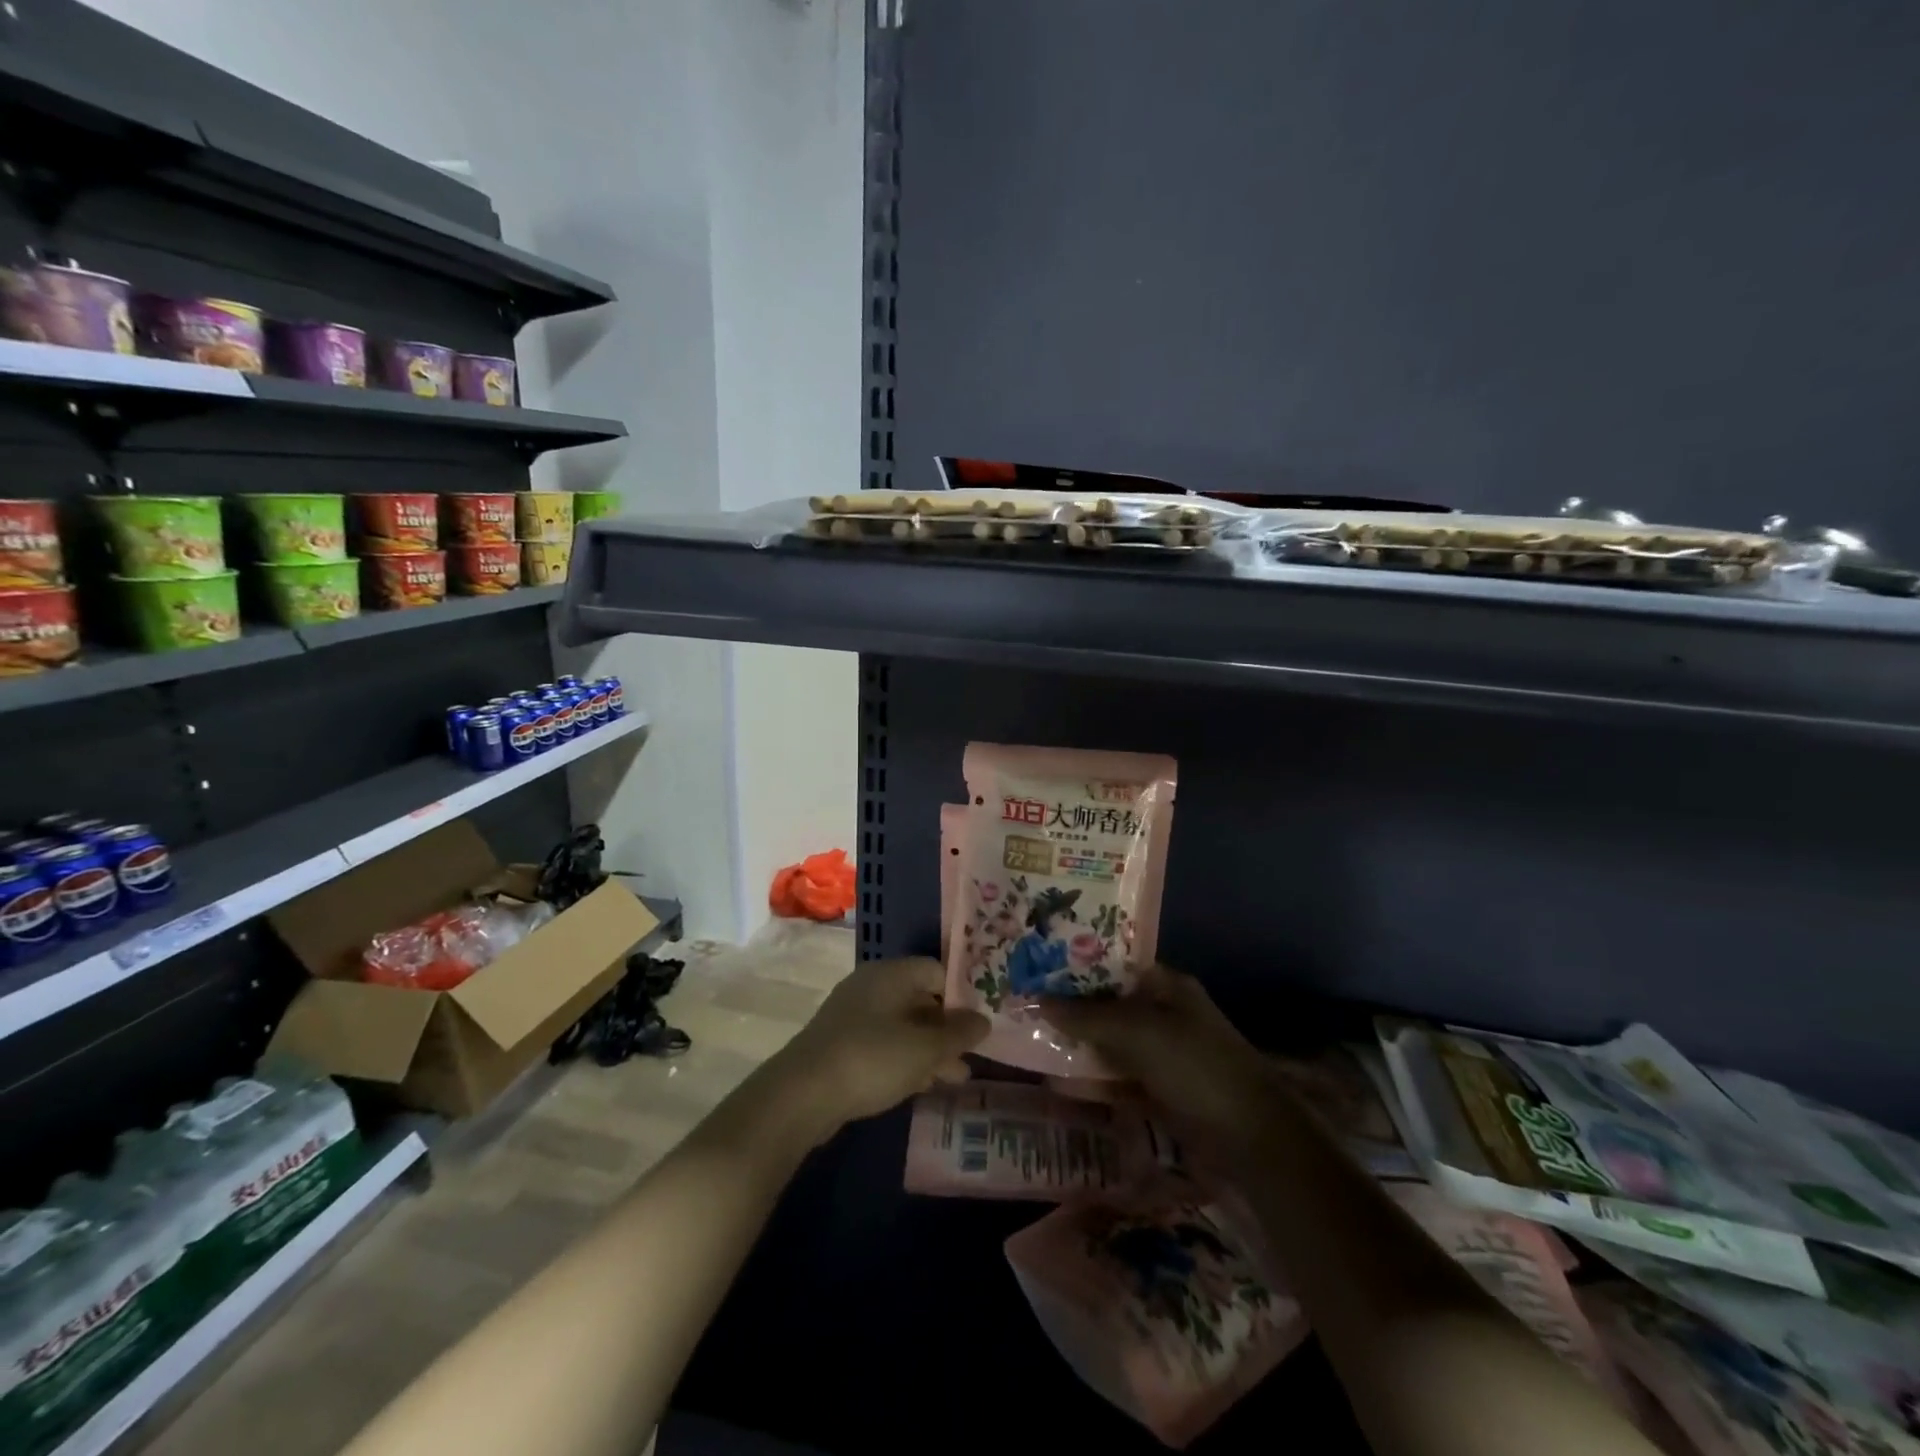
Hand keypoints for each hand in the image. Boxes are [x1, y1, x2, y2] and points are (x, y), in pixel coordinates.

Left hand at [775, 956, 988, 1131]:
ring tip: (957, 1077)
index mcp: (890, 974)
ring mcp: (853, 1016)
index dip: (961, 994)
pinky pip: (884, 1044)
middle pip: (920, 999)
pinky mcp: (842, 1045)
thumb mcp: (924, 1048)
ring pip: (903, 1026)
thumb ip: (958, 1033)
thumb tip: (984, 1019)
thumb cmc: (872, 1058)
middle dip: (947, 1028)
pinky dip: (906, 1060)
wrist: (802, 1095)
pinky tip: (923, 1084)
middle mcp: (871, 987)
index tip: (980, 1023)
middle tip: (972, 1054)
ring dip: (930, 1049)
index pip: (935, 971)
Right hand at [1038, 965, 1278, 1143]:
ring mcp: (1161, 1054)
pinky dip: (1091, 1079)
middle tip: (1023, 1001)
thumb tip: (1036, 999)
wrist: (1250, 1138)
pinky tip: (1056, 1081)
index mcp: (1166, 985)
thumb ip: (1086, 1016)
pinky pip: (1116, 1078)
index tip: (1036, 963)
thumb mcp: (1138, 1032)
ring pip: (1109, 1042)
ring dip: (1076, 1043)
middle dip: (1070, 1005)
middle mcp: (1162, 1013)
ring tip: (1029, 1038)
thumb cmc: (1195, 1065)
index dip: (1076, 963)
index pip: (1113, 964)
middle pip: (1108, 1003)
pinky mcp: (1158, 1091)